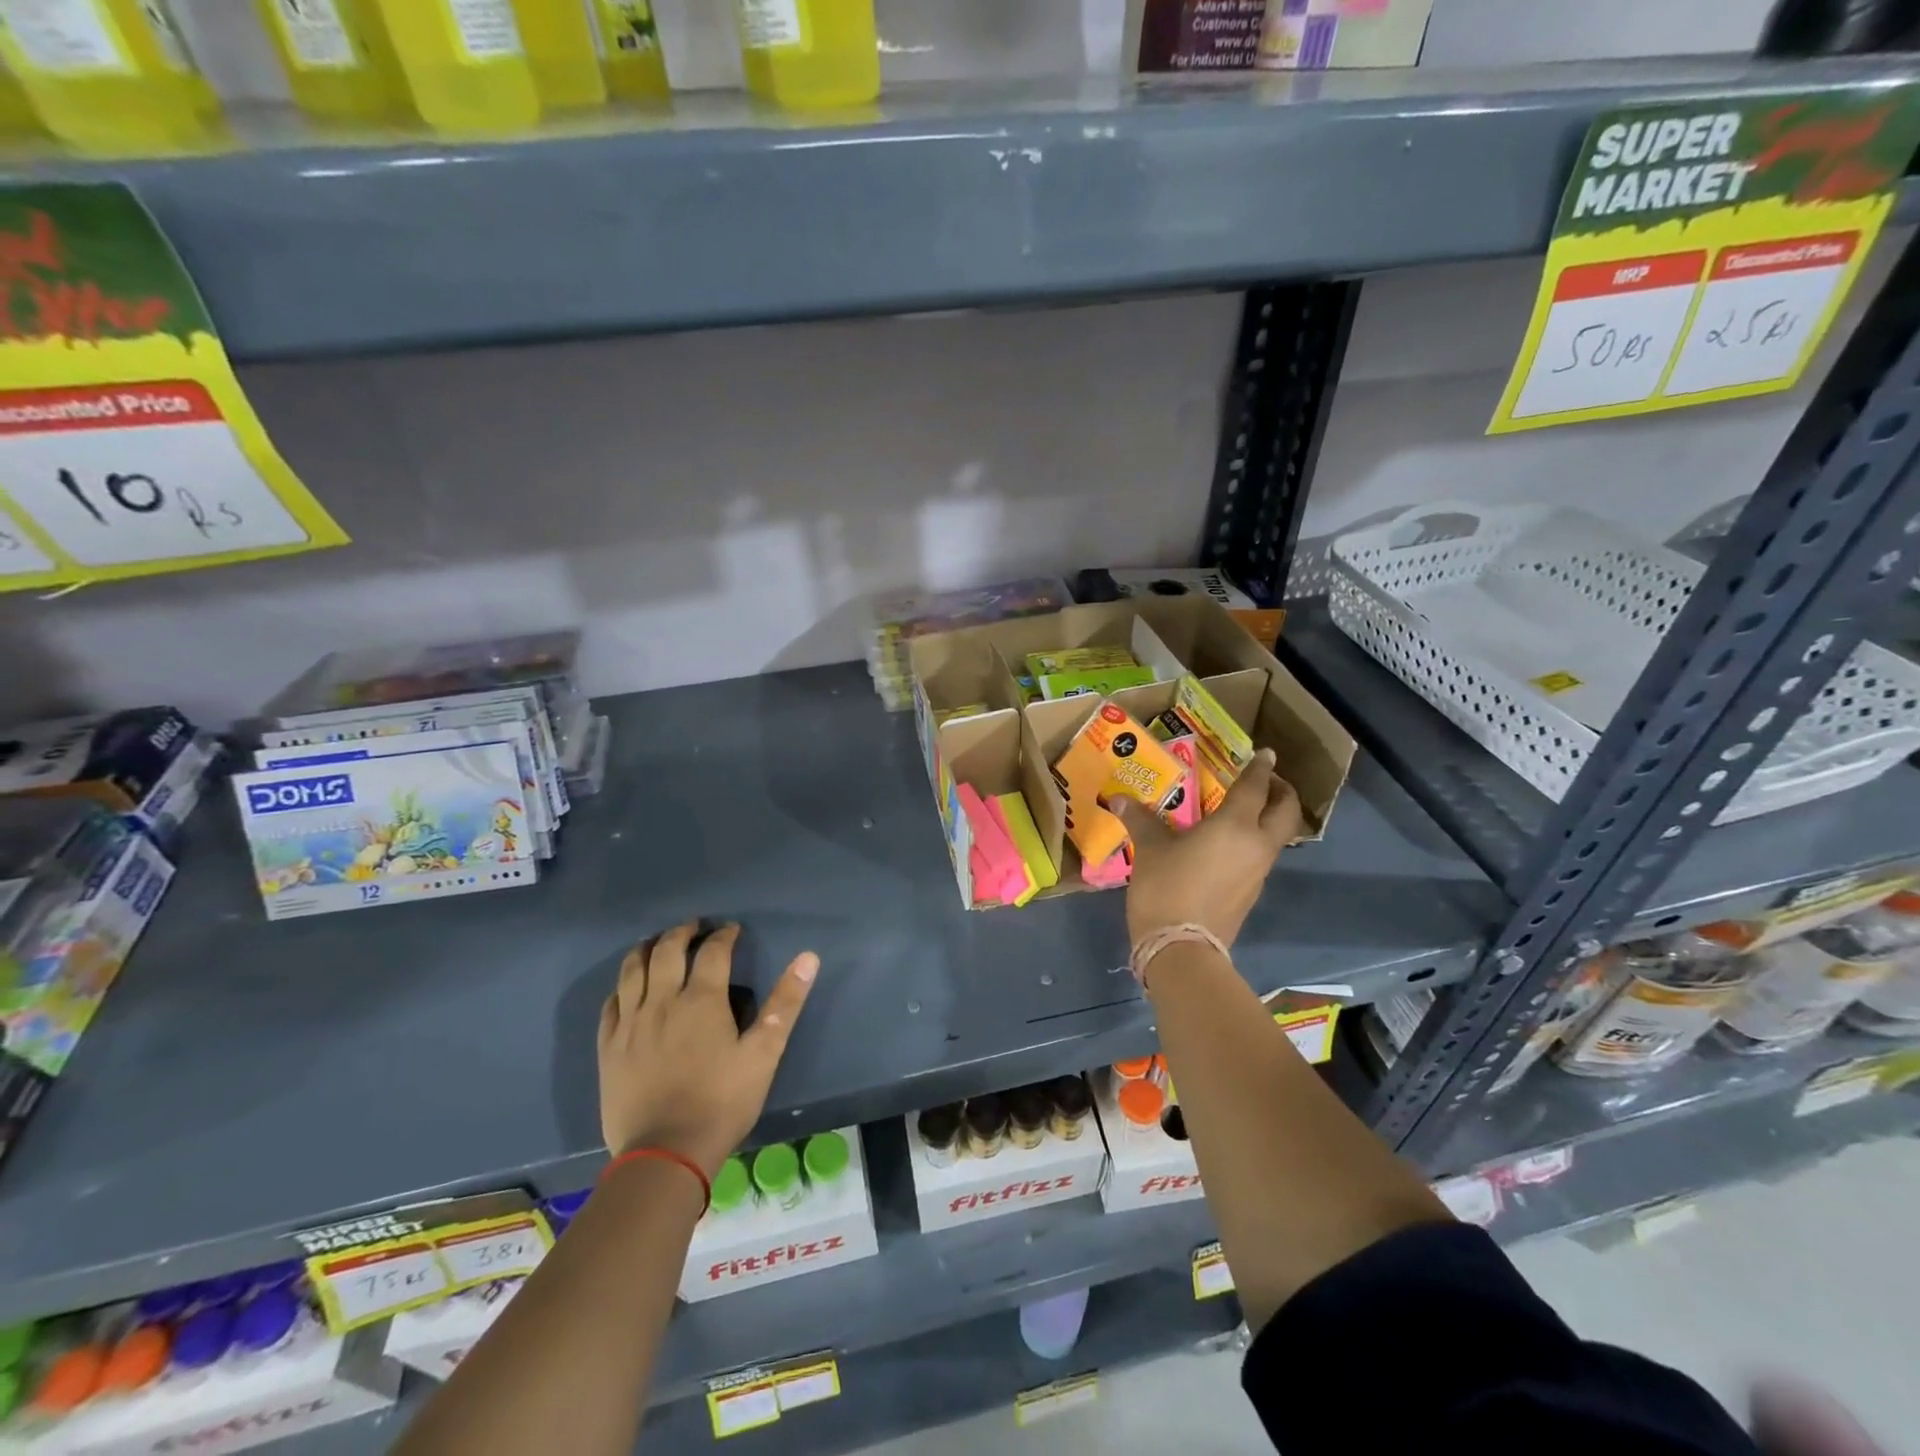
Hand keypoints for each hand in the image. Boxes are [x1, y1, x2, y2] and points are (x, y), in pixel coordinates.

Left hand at [597, 922, 818, 1177]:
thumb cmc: (721, 1102)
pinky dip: (621, 986)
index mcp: (701, 1000)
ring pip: (632, 971)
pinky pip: (610, 1004)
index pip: (713, 951)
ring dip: (646, 949)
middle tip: (694, 927)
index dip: (724, 935)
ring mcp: (630, 1024)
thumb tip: (808, 958)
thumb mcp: (764, 1054)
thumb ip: (784, 1003)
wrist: (664, 1156)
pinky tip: (627, 988)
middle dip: (682, 933)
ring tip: (656, 943)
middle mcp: (662, 1001)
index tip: (732, 930)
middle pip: (667, 951)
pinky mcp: (609, 1048)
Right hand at [1110, 747, 1299, 947]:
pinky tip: (1228, 844)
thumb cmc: (1166, 888)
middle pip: (1285, 811)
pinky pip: (1262, 856)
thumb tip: (1119, 799)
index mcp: (1235, 826)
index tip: (1265, 753)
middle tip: (1266, 781)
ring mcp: (1258, 872)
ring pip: (1277, 836)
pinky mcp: (1252, 893)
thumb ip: (1140, 820)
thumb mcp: (1149, 850)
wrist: (1181, 948)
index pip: (1255, 788)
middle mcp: (1256, 845)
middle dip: (1282, 791)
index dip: (1260, 768)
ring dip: (1270, 818)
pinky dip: (1255, 841)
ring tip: (1245, 810)